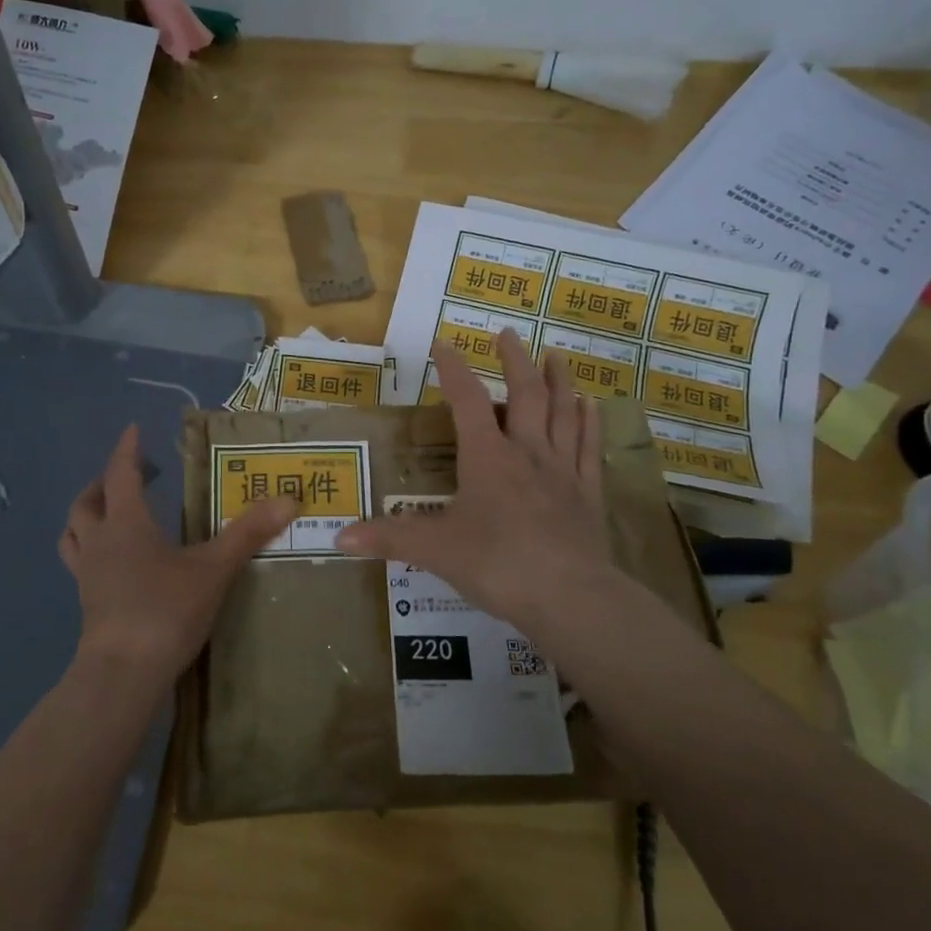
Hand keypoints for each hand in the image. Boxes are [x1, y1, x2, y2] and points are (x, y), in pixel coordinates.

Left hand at [59, 425, 296, 690]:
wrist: (123, 674)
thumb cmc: (166, 611)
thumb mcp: (213, 569)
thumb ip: (248, 533)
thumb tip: (288, 498)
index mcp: (126, 523)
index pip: (120, 474)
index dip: (127, 450)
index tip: (134, 430)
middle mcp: (99, 542)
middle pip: (87, 501)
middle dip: (105, 482)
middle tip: (131, 477)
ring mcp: (87, 574)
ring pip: (74, 532)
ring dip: (88, 515)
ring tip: (110, 514)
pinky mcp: (86, 602)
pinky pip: (80, 563)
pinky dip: (91, 549)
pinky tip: (115, 563)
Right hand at [335, 332, 662, 644]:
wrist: (569, 597)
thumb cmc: (497, 564)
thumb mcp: (435, 550)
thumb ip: (389, 539)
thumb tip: (339, 538)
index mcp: (487, 457)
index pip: (467, 400)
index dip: (454, 369)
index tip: (444, 343)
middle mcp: (527, 452)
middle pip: (524, 394)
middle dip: (513, 360)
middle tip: (507, 333)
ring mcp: (563, 470)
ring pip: (563, 412)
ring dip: (558, 380)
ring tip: (554, 355)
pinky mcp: (588, 494)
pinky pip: (590, 447)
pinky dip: (589, 422)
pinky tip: (591, 404)